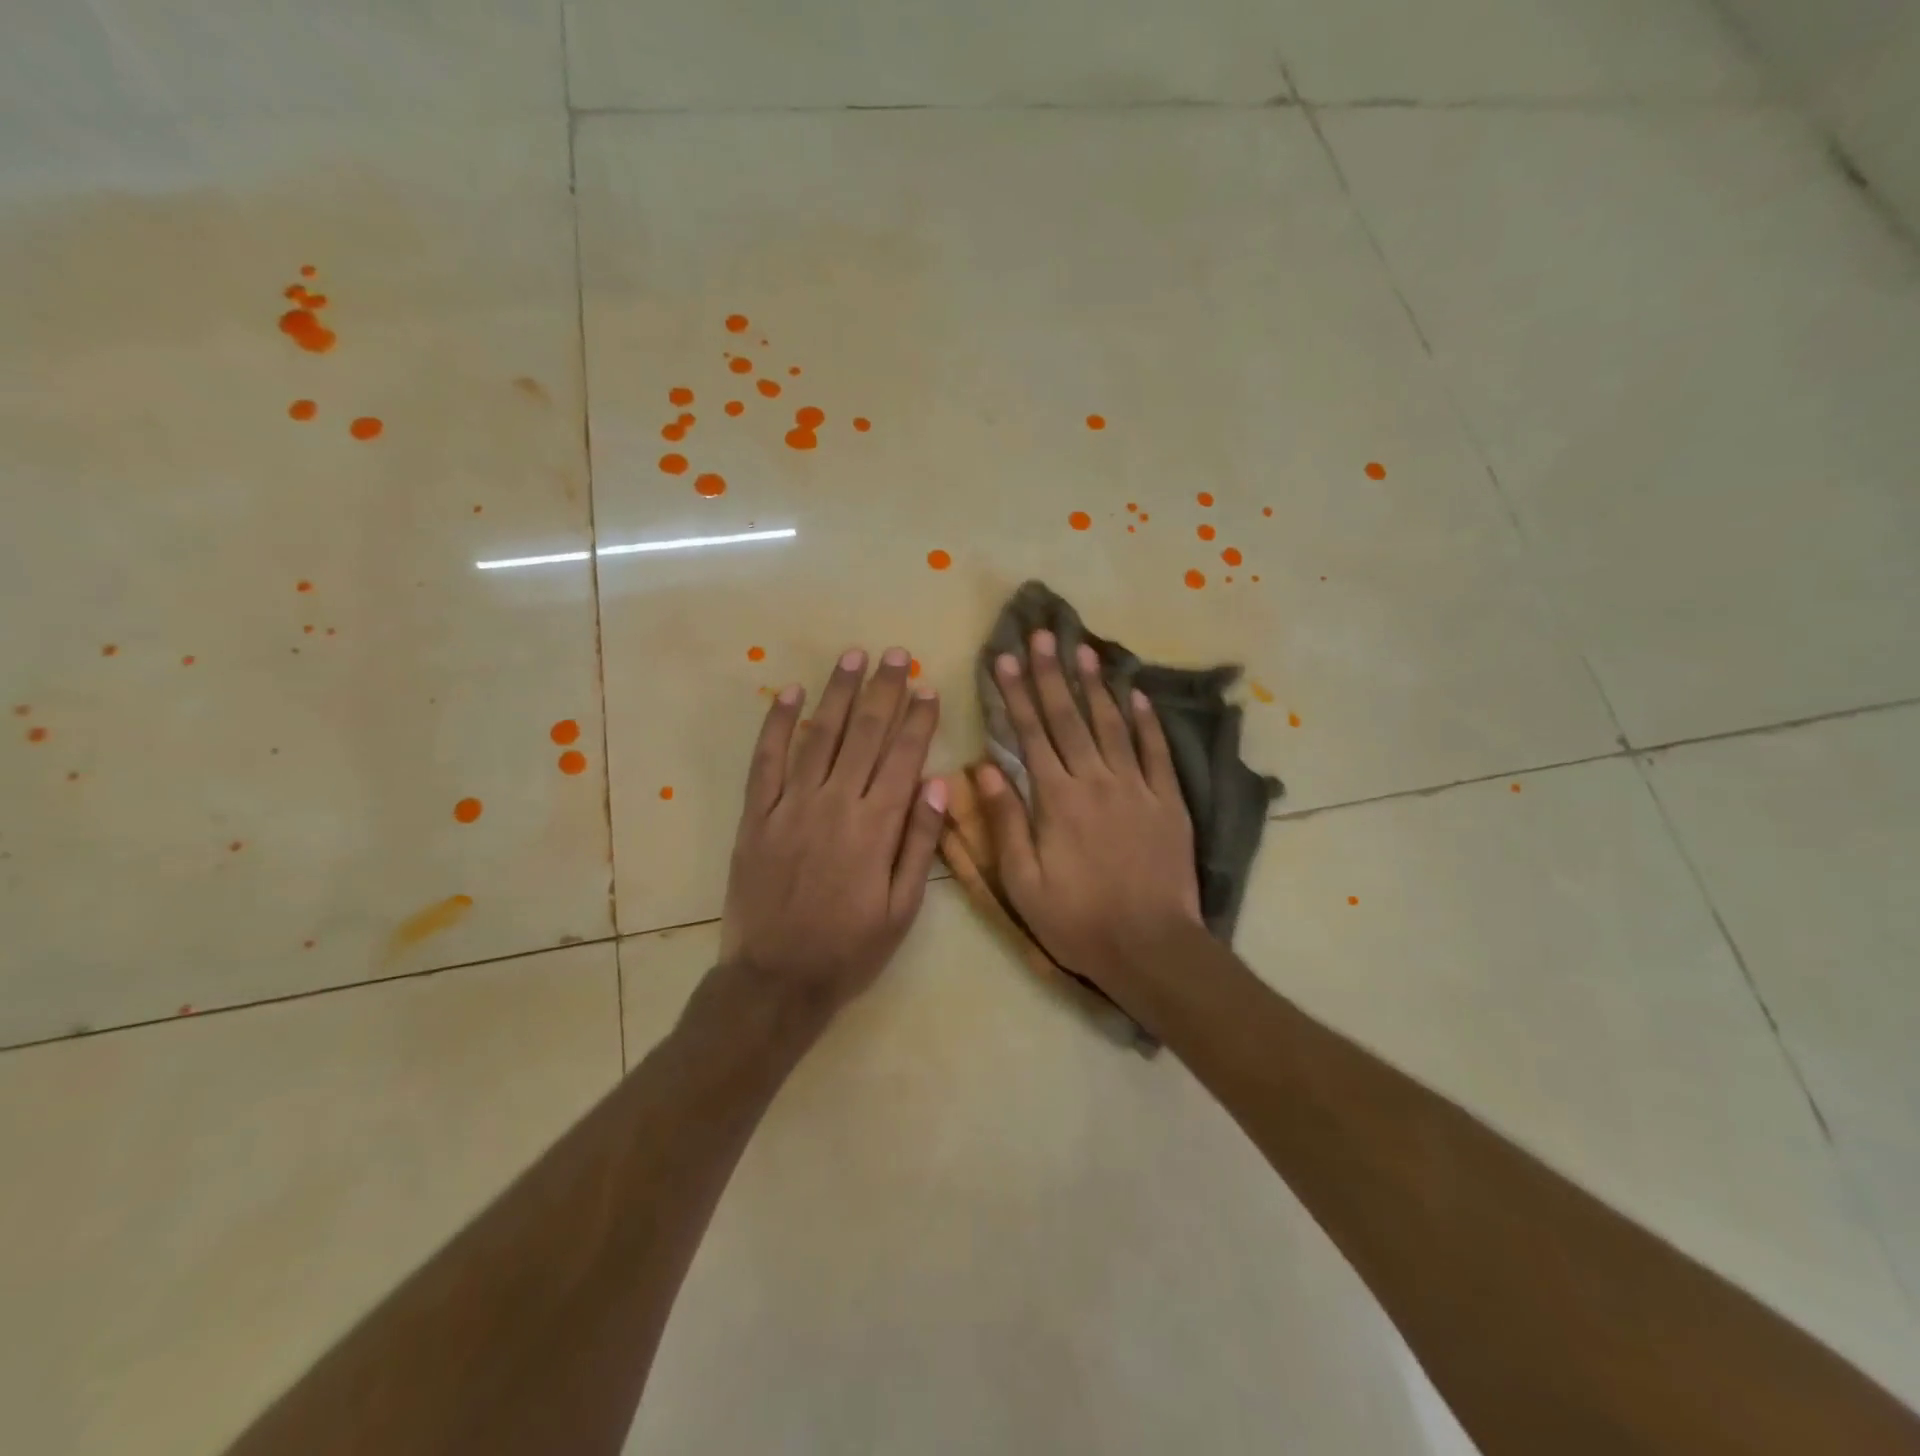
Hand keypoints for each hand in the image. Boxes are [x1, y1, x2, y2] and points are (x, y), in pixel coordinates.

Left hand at [720, 646, 946, 1015]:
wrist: (775, 980)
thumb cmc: (849, 949)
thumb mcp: (902, 909)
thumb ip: (920, 843)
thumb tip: (936, 783)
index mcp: (875, 827)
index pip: (903, 757)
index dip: (917, 719)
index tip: (928, 687)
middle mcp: (835, 804)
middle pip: (864, 735)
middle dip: (883, 690)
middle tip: (896, 654)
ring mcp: (791, 806)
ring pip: (819, 736)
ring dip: (838, 693)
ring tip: (854, 657)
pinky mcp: (757, 816)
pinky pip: (766, 761)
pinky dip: (777, 724)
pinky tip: (790, 694)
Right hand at [977, 631, 1202, 996]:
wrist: (1151, 947)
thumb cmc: (1078, 920)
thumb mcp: (1023, 883)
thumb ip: (1005, 822)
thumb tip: (986, 767)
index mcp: (1057, 799)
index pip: (1031, 734)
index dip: (1016, 693)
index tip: (1004, 658)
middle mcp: (1096, 781)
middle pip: (1070, 718)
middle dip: (1052, 673)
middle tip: (1041, 634)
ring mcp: (1137, 788)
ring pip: (1113, 724)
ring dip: (1096, 685)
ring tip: (1084, 648)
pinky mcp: (1168, 801)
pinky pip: (1156, 752)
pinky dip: (1146, 720)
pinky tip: (1137, 693)